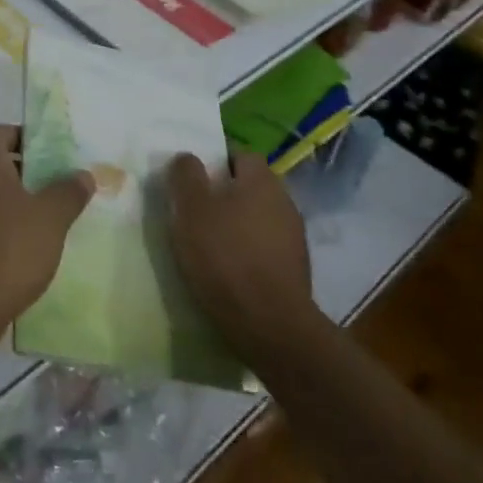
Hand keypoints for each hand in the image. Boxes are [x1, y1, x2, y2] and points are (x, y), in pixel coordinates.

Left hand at [0, 125, 93, 355]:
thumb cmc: (9, 248)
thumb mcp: (51, 217)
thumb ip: (68, 192)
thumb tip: (82, 174)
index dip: (23, 136)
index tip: (50, 151)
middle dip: (26, 170)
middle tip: (58, 183)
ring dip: (16, 200)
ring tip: (50, 216)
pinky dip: (5, 225)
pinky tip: (30, 245)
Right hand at [167, 151, 316, 359]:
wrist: (271, 327)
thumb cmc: (225, 256)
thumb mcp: (190, 208)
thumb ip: (186, 175)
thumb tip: (188, 158)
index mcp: (262, 180)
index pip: (240, 155)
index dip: (215, 163)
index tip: (193, 182)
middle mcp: (285, 202)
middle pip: (250, 188)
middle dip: (225, 196)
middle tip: (195, 213)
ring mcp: (295, 239)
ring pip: (258, 219)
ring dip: (237, 226)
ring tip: (209, 246)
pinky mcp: (296, 272)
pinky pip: (265, 249)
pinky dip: (248, 254)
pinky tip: (229, 271)